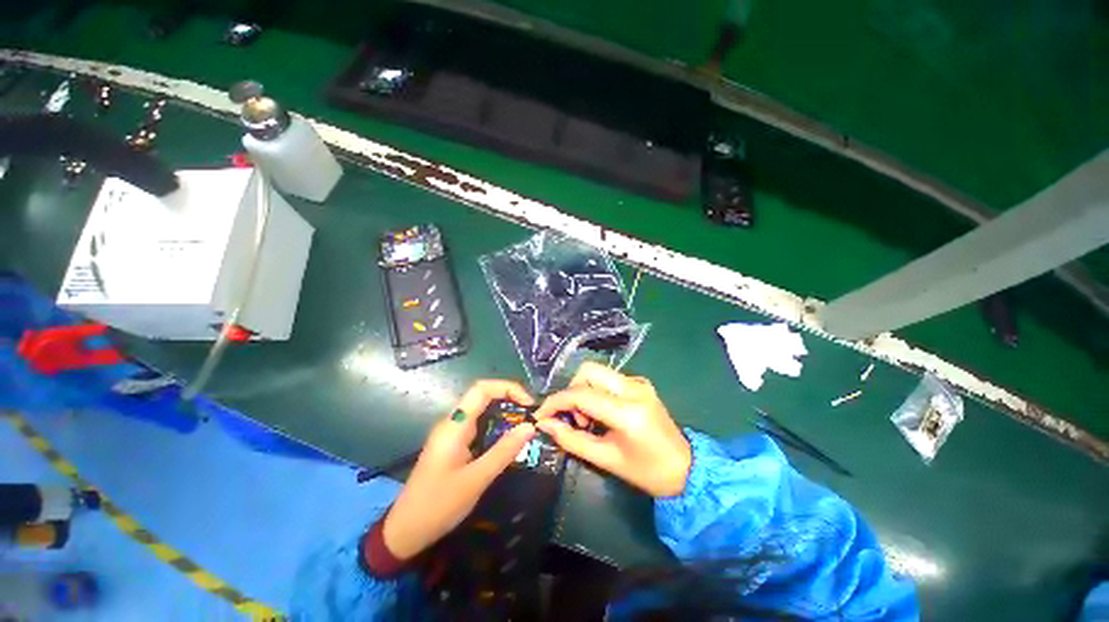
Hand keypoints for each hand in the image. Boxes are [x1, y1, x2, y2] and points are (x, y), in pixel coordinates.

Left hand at [382, 380, 536, 559]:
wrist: (405, 532)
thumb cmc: (438, 505)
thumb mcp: (476, 479)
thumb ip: (504, 451)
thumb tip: (530, 427)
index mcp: (454, 425)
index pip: (482, 389)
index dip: (508, 388)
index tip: (529, 404)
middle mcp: (452, 422)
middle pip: (483, 396)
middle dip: (510, 399)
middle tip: (532, 415)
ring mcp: (452, 433)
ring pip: (482, 411)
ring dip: (504, 413)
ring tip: (526, 425)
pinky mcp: (454, 445)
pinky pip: (479, 426)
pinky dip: (496, 426)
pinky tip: (509, 440)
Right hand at [533, 362, 691, 496]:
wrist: (686, 468)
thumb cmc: (647, 472)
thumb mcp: (607, 460)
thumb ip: (572, 440)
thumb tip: (545, 424)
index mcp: (627, 411)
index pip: (581, 393)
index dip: (556, 402)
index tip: (541, 415)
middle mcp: (633, 388)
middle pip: (588, 371)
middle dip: (571, 391)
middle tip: (572, 418)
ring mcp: (639, 382)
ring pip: (597, 372)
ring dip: (582, 391)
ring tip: (587, 420)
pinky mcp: (640, 383)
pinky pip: (607, 378)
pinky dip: (595, 391)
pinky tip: (600, 414)